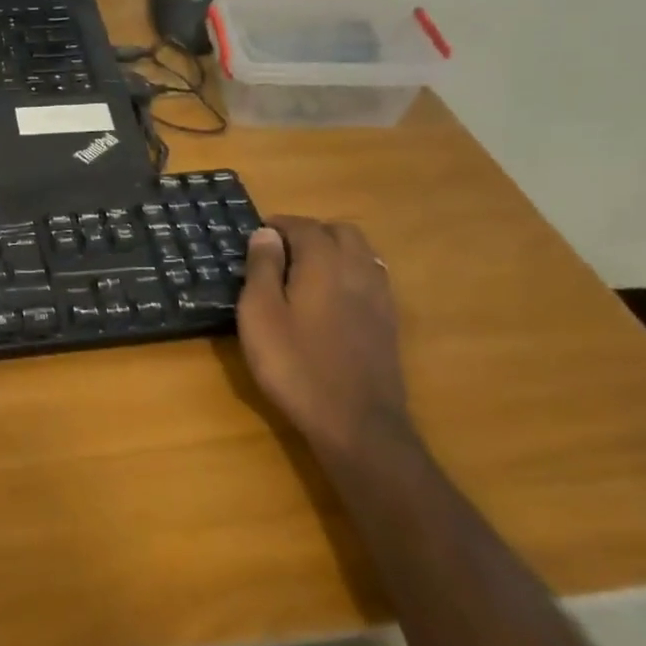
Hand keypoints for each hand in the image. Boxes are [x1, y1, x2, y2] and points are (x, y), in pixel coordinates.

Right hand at [237, 219, 413, 459]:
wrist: (355, 421)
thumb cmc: (295, 365)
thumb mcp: (260, 315)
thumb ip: (262, 269)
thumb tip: (266, 233)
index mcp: (323, 263)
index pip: (304, 226)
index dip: (279, 225)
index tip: (257, 234)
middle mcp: (358, 269)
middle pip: (340, 232)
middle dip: (310, 232)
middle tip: (281, 250)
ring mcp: (379, 296)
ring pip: (361, 253)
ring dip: (333, 250)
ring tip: (305, 269)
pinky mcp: (388, 321)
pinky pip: (371, 277)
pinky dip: (349, 272)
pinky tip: (332, 296)